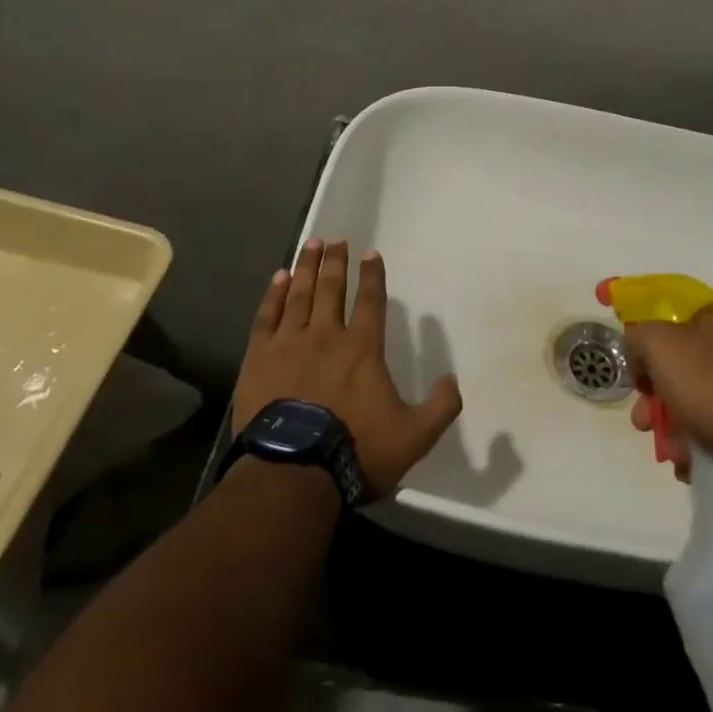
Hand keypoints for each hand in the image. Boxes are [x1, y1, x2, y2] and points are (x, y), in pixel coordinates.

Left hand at [234, 238, 462, 496]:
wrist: (293, 471)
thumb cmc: (356, 450)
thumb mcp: (415, 436)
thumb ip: (441, 406)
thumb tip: (453, 380)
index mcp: (363, 348)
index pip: (371, 301)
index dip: (372, 275)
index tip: (370, 254)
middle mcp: (326, 335)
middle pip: (332, 288)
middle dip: (335, 262)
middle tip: (334, 240)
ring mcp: (289, 343)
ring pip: (299, 295)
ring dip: (306, 267)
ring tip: (311, 245)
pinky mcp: (259, 357)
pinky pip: (267, 316)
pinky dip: (274, 295)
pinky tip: (278, 279)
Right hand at [625, 299, 712, 472]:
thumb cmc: (710, 384)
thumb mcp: (658, 344)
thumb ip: (638, 335)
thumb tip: (638, 346)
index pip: (676, 315)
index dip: (650, 340)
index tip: (638, 370)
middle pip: (685, 362)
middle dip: (656, 394)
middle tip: (643, 420)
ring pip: (701, 395)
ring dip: (676, 423)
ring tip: (670, 451)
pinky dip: (702, 437)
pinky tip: (691, 459)